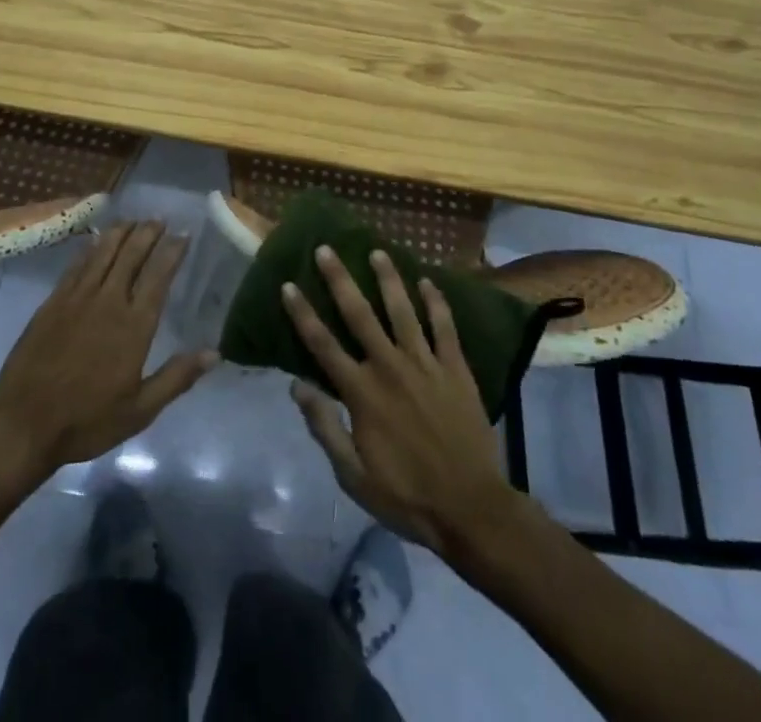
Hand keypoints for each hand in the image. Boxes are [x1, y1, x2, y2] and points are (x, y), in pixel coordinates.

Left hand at [0, 221, 216, 480]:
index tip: (184, 234)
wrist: (24, 424)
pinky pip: (76, 265)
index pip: (158, 277)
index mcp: (134, 326)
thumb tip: (214, 353)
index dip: (172, 251)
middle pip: (131, 255)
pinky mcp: (52, 302)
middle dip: (148, 233)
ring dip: (120, 232)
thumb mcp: (140, 411)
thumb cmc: (87, 421)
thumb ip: (177, 378)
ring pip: (103, 252)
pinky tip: (96, 240)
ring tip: (133, 220)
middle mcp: (108, 302)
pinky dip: (90, 248)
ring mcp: (77, 298)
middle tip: (159, 220)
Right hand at [284, 246, 515, 553]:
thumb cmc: (406, 496)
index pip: (323, 344)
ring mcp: (426, 365)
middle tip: (326, 249)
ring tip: (377, 251)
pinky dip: (436, 302)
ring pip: (403, 310)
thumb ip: (324, 427)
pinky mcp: (456, 370)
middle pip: (359, 314)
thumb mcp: (352, 475)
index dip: (303, 313)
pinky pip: (445, 327)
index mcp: (362, 392)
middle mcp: (390, 367)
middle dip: (340, 280)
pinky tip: (427, 281)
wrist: (471, 509)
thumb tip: (297, 386)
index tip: (289, 284)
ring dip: (388, 279)